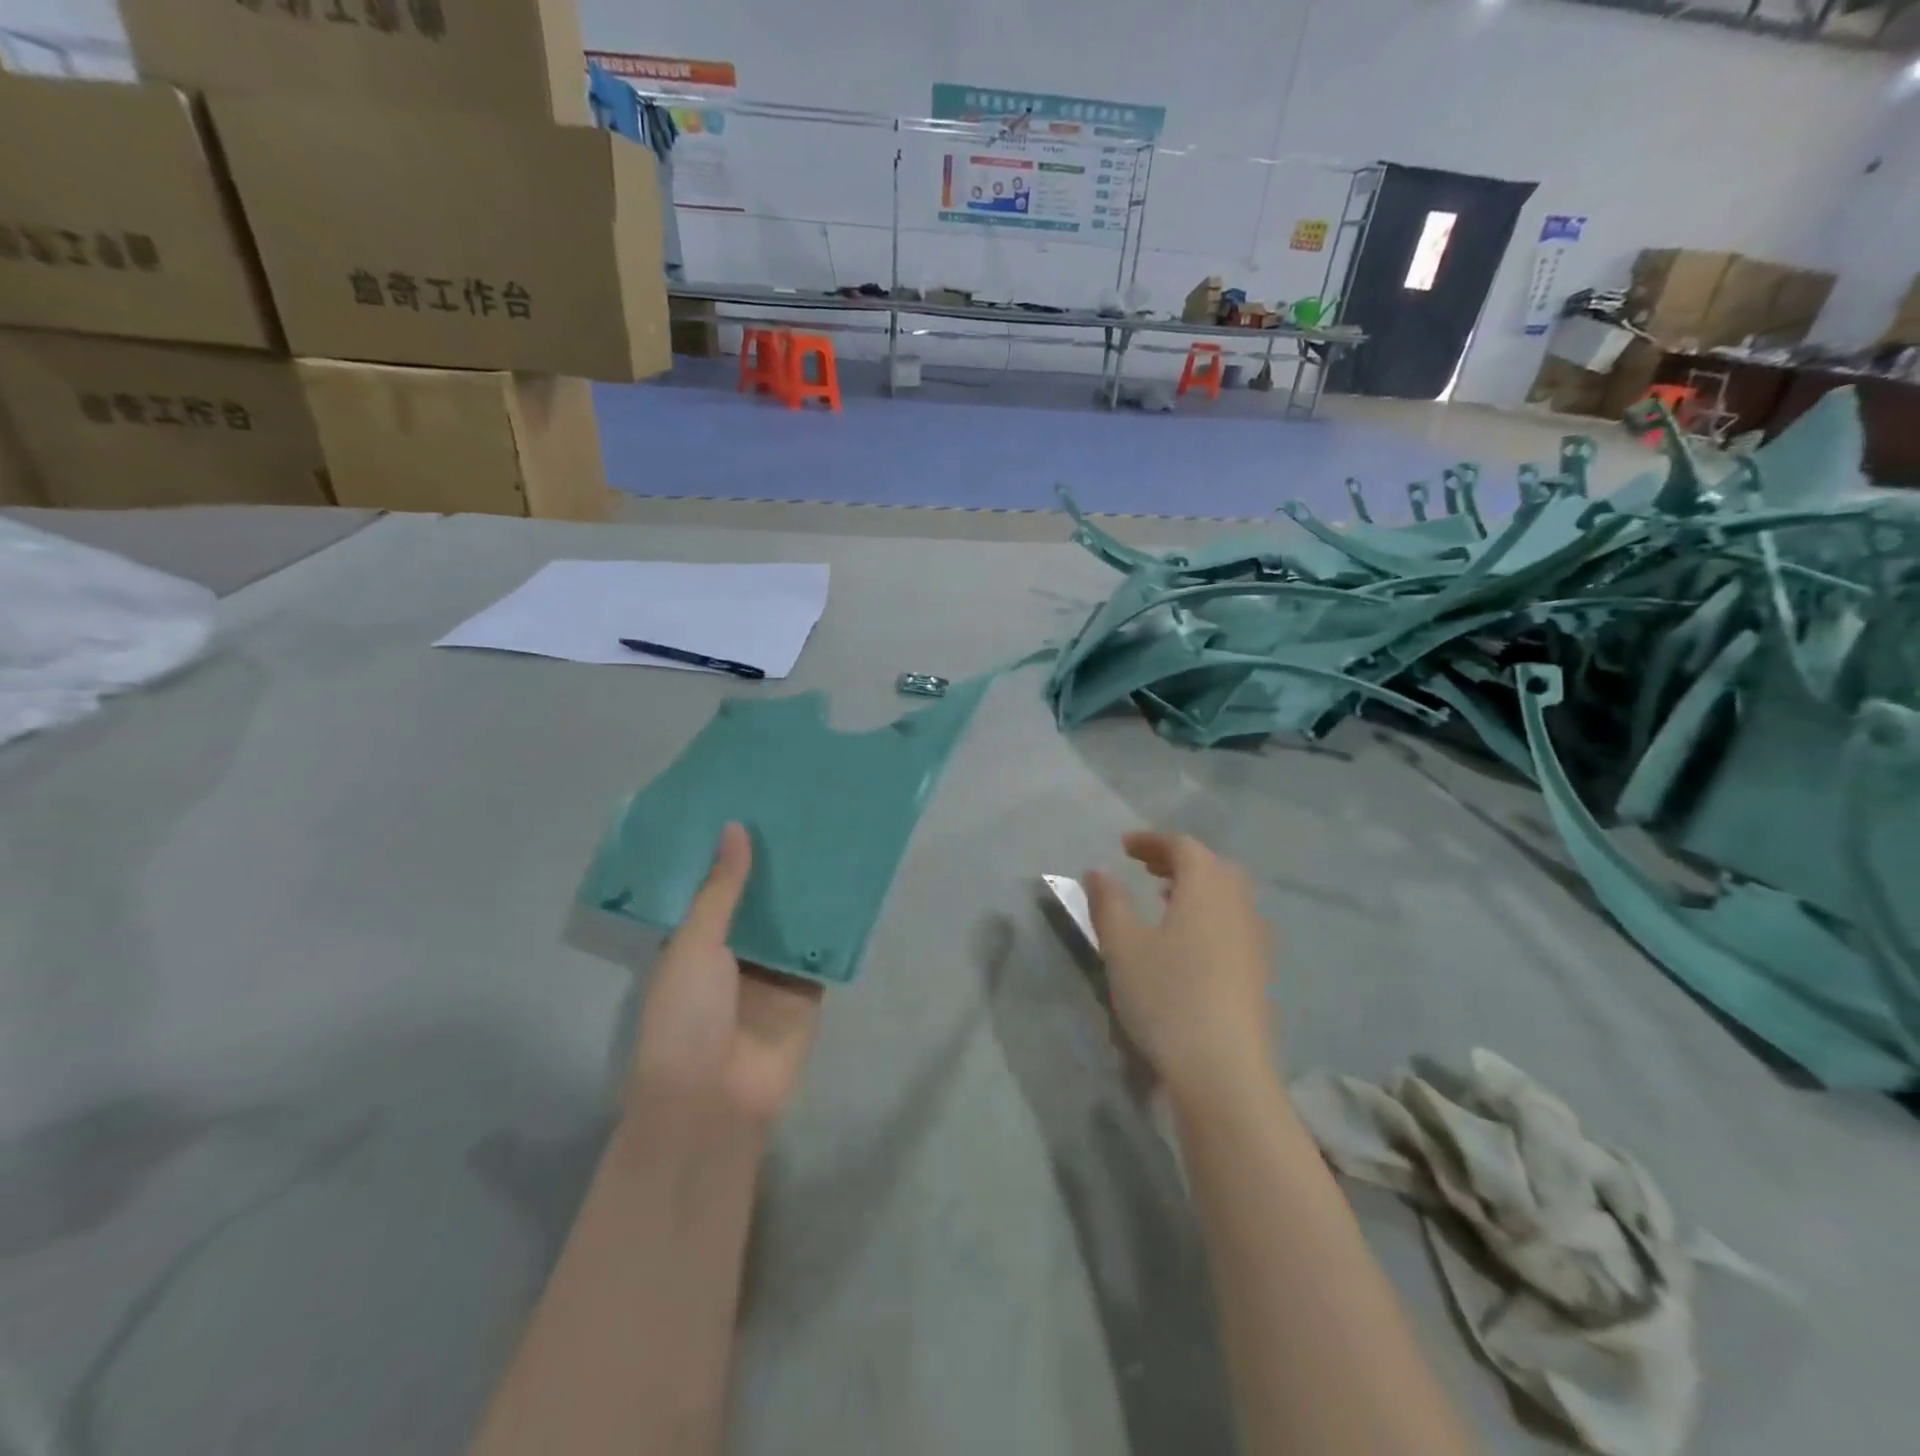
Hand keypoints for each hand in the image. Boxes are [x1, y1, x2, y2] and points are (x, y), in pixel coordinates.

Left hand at [630, 823, 823, 1126]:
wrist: (714, 1101)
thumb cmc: (687, 1018)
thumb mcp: (694, 945)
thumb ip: (720, 890)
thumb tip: (735, 827)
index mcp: (694, 941)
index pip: (714, 886)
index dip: (730, 851)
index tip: (750, 804)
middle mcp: (733, 953)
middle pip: (758, 900)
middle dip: (775, 863)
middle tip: (799, 809)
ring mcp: (771, 972)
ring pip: (793, 921)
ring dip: (806, 889)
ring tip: (829, 834)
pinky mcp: (806, 991)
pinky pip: (822, 951)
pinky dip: (834, 925)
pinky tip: (852, 885)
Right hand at [1084, 831, 1276, 1108]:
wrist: (1223, 1071)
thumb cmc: (1167, 997)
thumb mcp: (1122, 946)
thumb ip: (1108, 902)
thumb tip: (1098, 870)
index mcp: (1206, 889)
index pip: (1184, 846)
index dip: (1152, 840)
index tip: (1123, 846)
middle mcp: (1237, 905)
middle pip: (1211, 865)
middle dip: (1176, 859)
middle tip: (1144, 866)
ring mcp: (1254, 939)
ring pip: (1226, 894)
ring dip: (1194, 886)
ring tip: (1162, 898)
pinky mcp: (1259, 971)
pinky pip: (1233, 921)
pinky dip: (1208, 912)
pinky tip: (1187, 940)